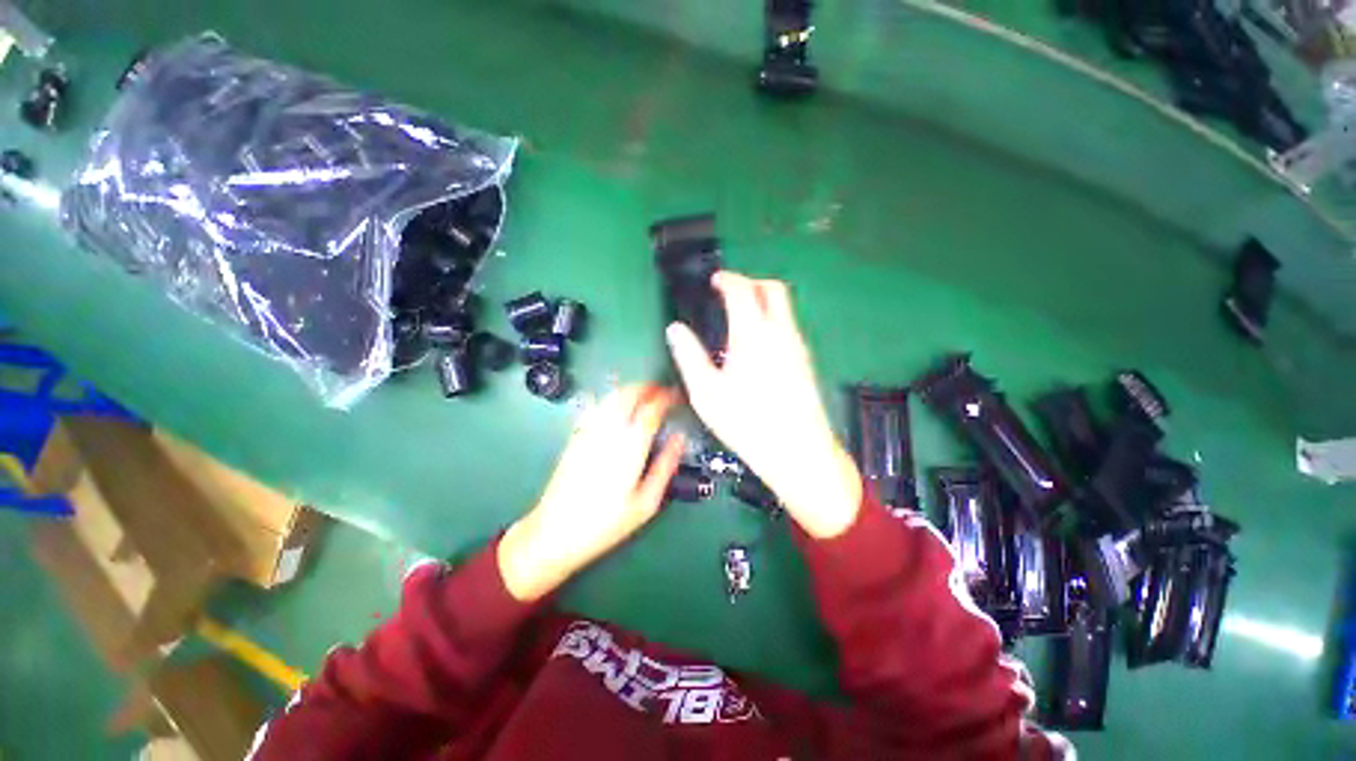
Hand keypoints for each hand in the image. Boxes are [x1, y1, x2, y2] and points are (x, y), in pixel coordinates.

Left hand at [499, 385, 684, 601]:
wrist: (554, 532)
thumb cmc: (606, 523)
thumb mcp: (646, 503)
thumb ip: (665, 466)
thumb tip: (679, 439)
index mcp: (629, 447)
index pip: (650, 410)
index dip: (666, 398)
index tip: (676, 396)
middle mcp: (608, 432)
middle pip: (628, 394)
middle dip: (647, 387)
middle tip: (661, 391)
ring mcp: (589, 432)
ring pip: (611, 397)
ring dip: (630, 390)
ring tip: (644, 395)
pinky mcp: (576, 436)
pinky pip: (598, 407)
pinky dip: (613, 399)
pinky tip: (619, 407)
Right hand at [666, 271, 861, 538]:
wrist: (798, 451)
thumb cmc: (747, 422)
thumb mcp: (706, 392)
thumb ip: (689, 355)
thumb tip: (675, 329)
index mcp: (753, 334)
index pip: (742, 289)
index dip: (727, 279)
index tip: (714, 281)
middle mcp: (780, 331)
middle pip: (772, 288)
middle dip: (750, 281)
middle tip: (728, 291)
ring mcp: (797, 345)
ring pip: (784, 306)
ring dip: (763, 299)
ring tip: (739, 315)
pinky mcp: (805, 360)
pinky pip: (789, 324)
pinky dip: (772, 317)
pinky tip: (757, 342)